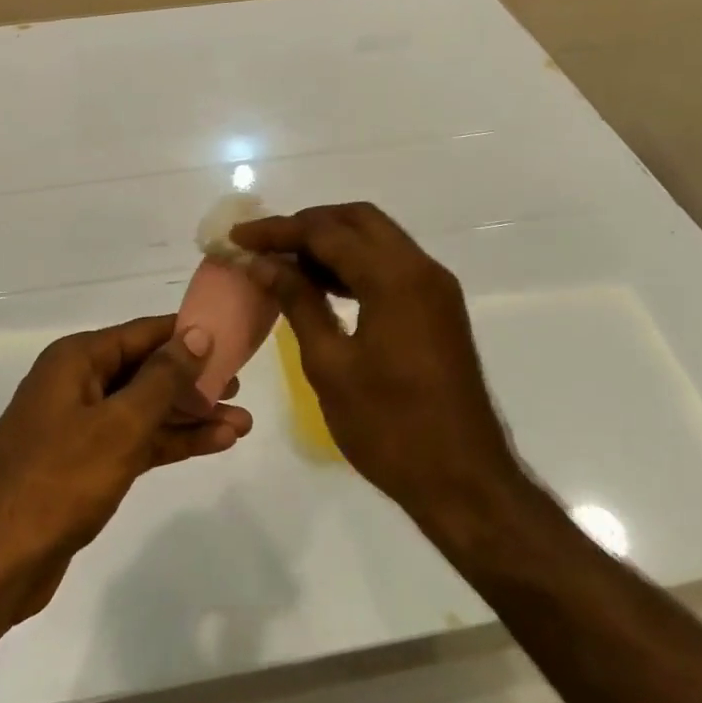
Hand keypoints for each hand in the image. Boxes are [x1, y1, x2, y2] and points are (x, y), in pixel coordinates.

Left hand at [0, 316, 252, 623]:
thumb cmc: (58, 481)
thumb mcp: (119, 425)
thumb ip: (162, 378)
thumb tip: (197, 334)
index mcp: (78, 359)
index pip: (144, 333)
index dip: (189, 334)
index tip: (233, 337)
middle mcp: (78, 383)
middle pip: (147, 371)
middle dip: (194, 380)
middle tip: (241, 386)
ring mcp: (80, 425)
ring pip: (145, 409)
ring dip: (190, 416)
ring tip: (242, 423)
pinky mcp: (85, 463)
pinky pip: (136, 440)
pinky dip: (170, 442)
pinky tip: (213, 444)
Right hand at [232, 204, 525, 539]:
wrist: (464, 482)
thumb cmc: (390, 427)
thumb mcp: (330, 364)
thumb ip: (298, 302)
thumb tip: (265, 263)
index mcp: (395, 278)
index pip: (326, 231)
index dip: (278, 231)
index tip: (237, 238)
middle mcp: (421, 269)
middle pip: (358, 220)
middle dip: (307, 225)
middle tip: (264, 244)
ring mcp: (435, 289)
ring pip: (376, 240)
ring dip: (331, 243)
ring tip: (283, 263)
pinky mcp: (437, 310)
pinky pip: (390, 266)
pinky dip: (353, 265)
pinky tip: (320, 286)